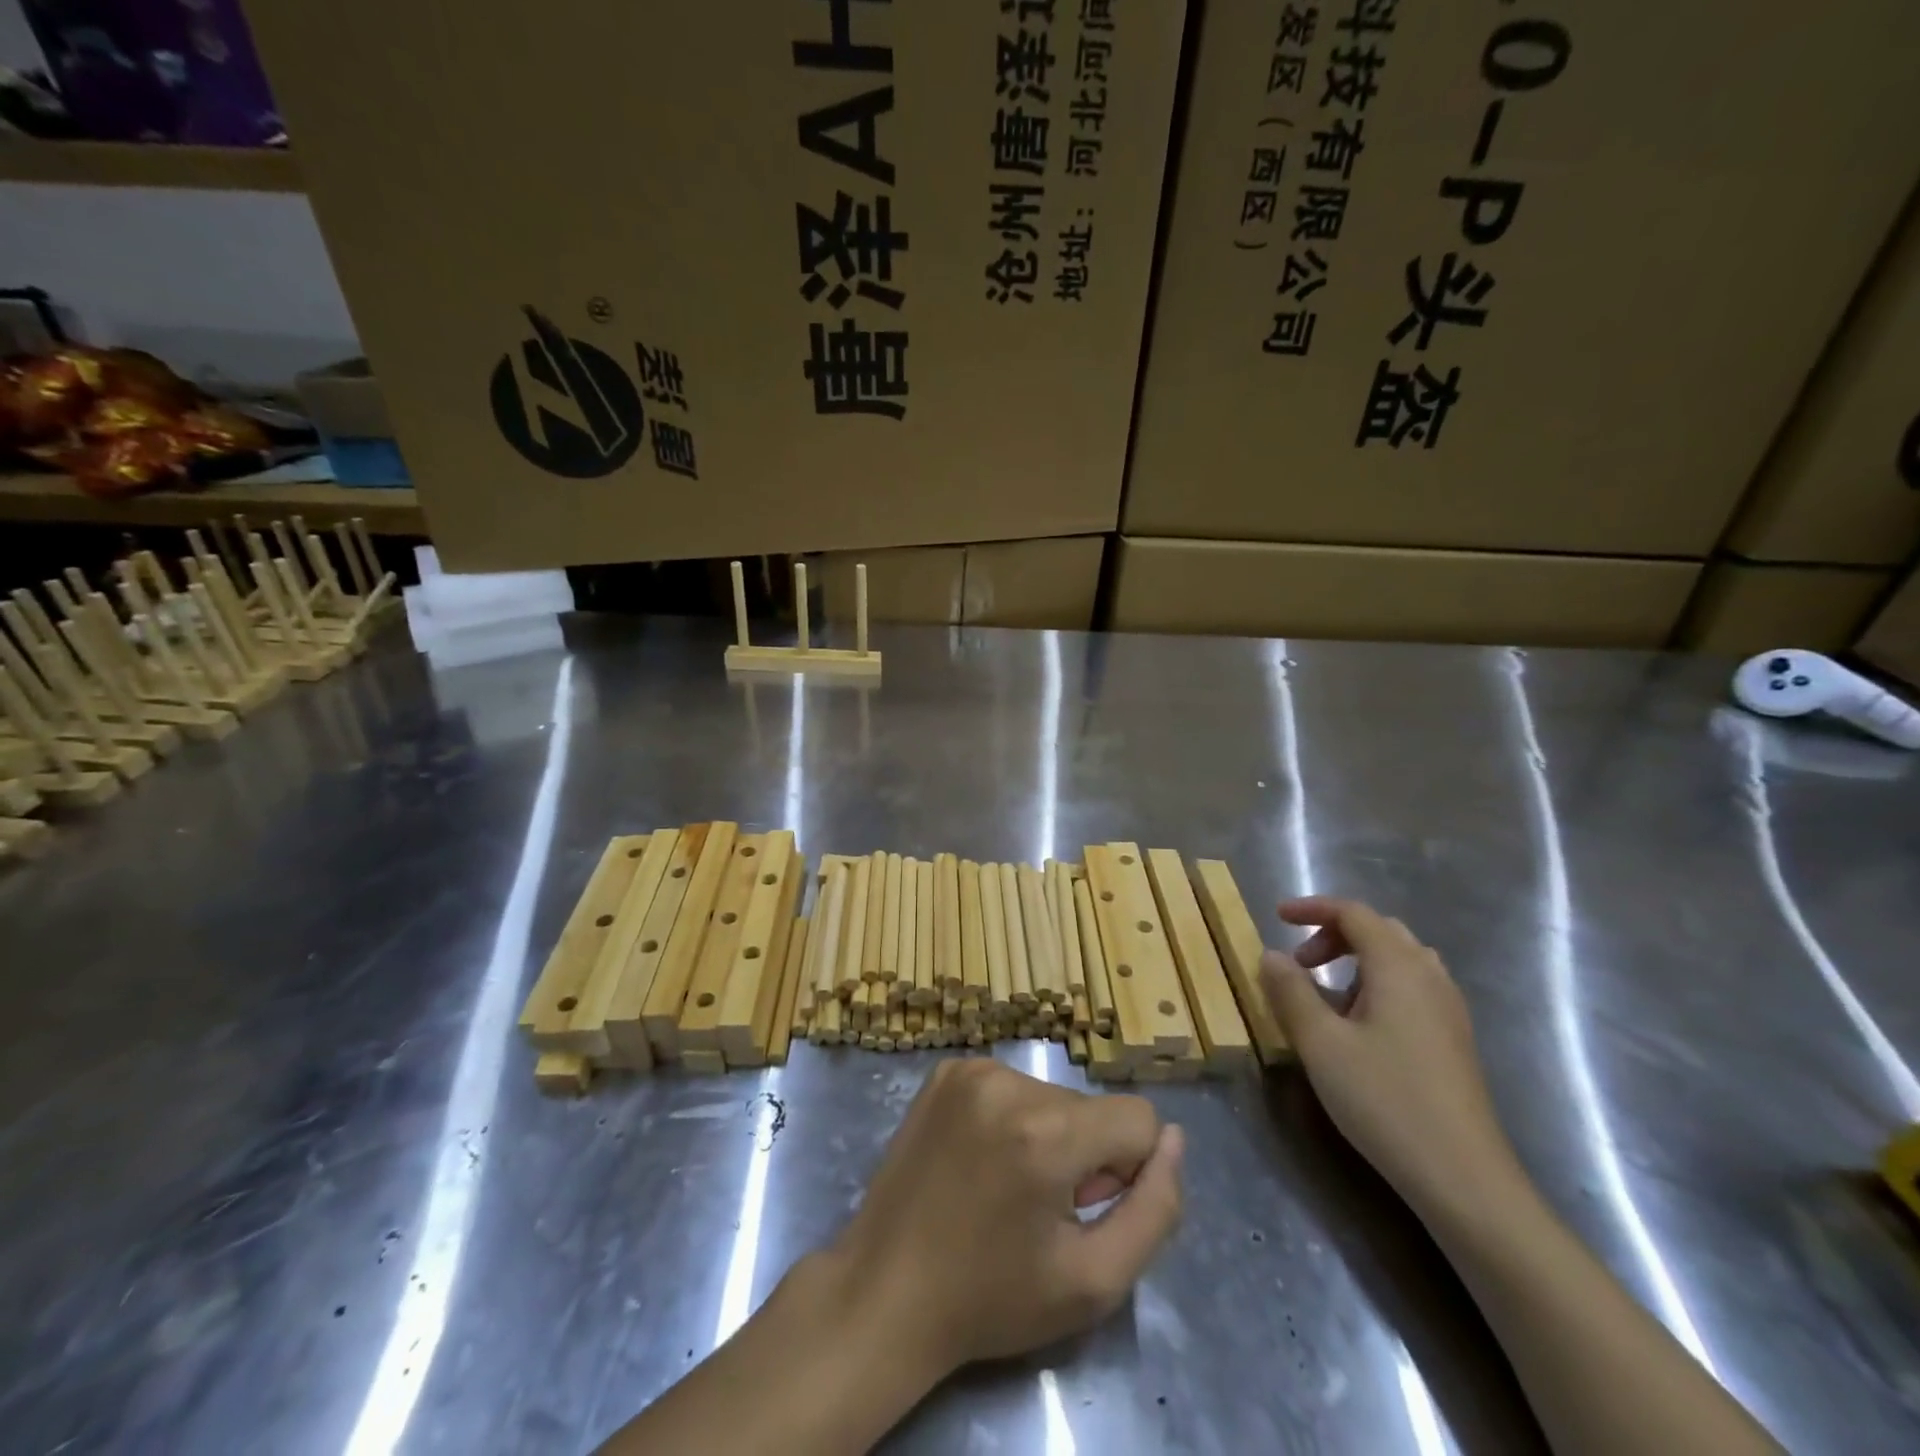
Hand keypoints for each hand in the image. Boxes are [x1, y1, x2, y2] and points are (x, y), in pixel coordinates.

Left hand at [828, 1059, 1183, 1374]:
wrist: (884, 1290)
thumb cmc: (992, 1298)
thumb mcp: (1094, 1282)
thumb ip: (1154, 1209)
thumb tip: (1173, 1140)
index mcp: (1046, 1131)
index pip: (1138, 1118)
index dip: (1128, 1171)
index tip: (1088, 1208)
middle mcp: (1007, 1081)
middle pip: (1091, 1108)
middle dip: (1085, 1154)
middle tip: (1041, 1210)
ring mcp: (970, 1069)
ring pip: (1052, 1095)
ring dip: (1048, 1137)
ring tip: (1007, 1189)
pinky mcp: (945, 1071)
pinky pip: (1010, 1086)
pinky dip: (1011, 1120)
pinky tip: (981, 1162)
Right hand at [1260, 897, 1524, 1226]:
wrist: (1463, 1178)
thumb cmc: (1385, 1100)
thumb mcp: (1320, 1044)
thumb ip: (1290, 991)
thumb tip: (1271, 955)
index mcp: (1398, 967)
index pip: (1354, 913)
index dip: (1313, 908)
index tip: (1277, 917)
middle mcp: (1429, 976)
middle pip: (1379, 930)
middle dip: (1334, 934)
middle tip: (1299, 962)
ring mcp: (1449, 1009)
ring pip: (1399, 959)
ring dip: (1357, 959)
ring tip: (1326, 992)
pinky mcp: (1454, 1039)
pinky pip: (1412, 987)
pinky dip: (1377, 984)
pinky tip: (1359, 1024)